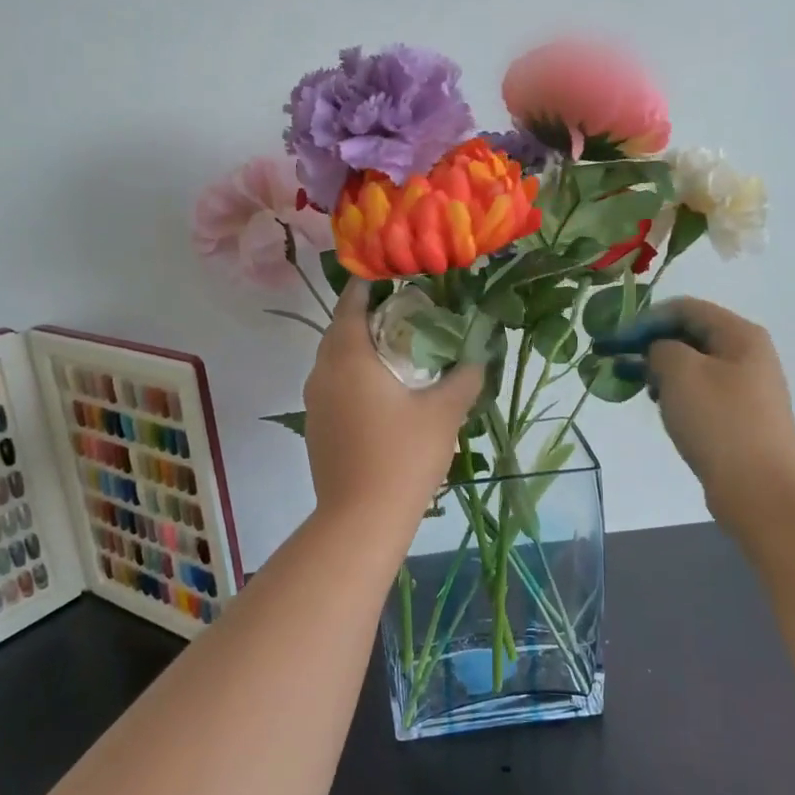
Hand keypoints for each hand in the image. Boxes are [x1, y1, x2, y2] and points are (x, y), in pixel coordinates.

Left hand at [302, 281, 483, 528]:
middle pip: (339, 331)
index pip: (350, 304)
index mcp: (349, 358)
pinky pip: (332, 386)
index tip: (390, 276)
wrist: (361, 518)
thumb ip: (465, 376)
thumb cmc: (404, 456)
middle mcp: (322, 373)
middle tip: (402, 314)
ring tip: (395, 351)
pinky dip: (352, 377)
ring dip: (358, 349)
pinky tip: (381, 393)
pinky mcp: (316, 427)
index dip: (368, 286)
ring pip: (333, 361)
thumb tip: (480, 353)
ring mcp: (314, 402)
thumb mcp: (444, 412)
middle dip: (365, 317)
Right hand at [595, 297, 794, 516]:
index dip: (644, 319)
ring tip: (634, 385)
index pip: (684, 309)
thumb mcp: (680, 372)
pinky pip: (700, 392)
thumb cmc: (718, 421)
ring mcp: (746, 388)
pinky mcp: (739, 417)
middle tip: (615, 361)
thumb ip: (661, 348)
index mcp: (739, 334)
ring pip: (694, 365)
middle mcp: (747, 354)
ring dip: (660, 369)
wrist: (760, 487)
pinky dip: (675, 392)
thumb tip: (661, 354)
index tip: (613, 340)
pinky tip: (660, 406)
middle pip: (690, 335)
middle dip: (650, 344)